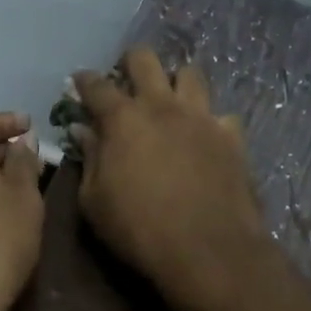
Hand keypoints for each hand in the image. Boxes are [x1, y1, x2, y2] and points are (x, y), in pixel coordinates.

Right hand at [72, 48, 275, 310]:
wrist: (208, 251)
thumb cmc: (139, 229)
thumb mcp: (94, 201)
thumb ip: (89, 159)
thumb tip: (84, 132)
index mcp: (123, 118)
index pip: (96, 85)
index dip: (84, 80)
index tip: (78, 81)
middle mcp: (162, 106)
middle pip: (145, 59)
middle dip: (131, 61)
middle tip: (126, 78)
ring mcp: (201, 117)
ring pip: (190, 74)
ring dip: (176, 82)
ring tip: (170, 99)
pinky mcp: (231, 137)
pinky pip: (221, 115)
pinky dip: (210, 122)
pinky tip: (206, 137)